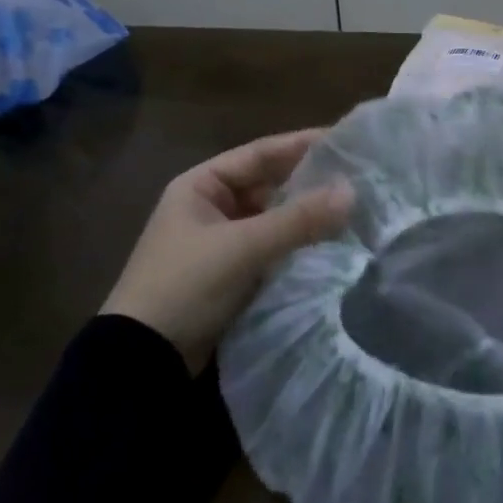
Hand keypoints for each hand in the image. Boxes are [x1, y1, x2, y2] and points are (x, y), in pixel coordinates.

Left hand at [102, 129, 351, 372]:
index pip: (259, 154)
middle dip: (309, 183)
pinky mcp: (231, 274)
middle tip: (358, 177)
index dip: (301, 145)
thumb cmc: (185, 286)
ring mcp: (221, 242)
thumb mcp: (242, 247)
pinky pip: (272, 248)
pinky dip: (297, 244)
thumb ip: (298, 219)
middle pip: (268, 185)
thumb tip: (352, 191)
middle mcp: (211, 207)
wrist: (144, 362)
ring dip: (306, 216)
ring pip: (273, 218)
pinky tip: (331, 244)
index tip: (344, 141)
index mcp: (201, 186)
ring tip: (354, 209)